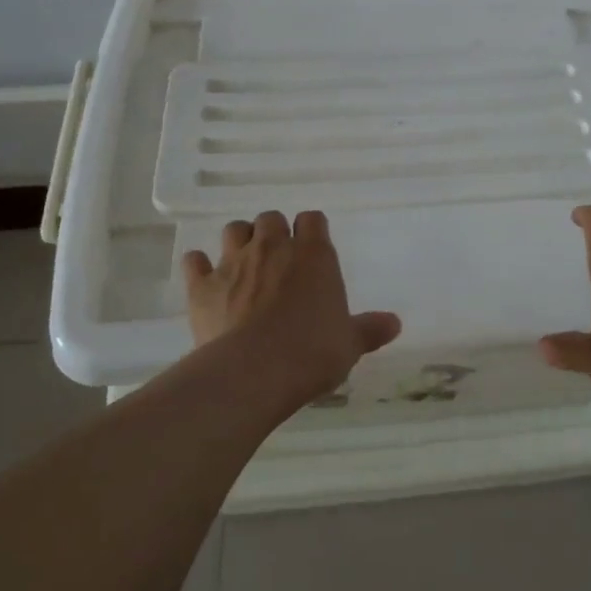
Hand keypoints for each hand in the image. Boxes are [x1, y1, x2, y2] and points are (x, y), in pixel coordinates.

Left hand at [181, 210, 400, 413]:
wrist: (253, 372)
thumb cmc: (312, 353)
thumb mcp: (349, 344)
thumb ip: (370, 329)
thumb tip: (395, 323)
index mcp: (313, 254)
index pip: (312, 219)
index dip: (312, 230)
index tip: (313, 248)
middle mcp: (273, 247)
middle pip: (271, 218)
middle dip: (274, 232)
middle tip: (278, 258)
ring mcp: (234, 262)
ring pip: (234, 230)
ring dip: (240, 240)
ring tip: (244, 263)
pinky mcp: (202, 285)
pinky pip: (195, 261)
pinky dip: (199, 266)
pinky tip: (204, 277)